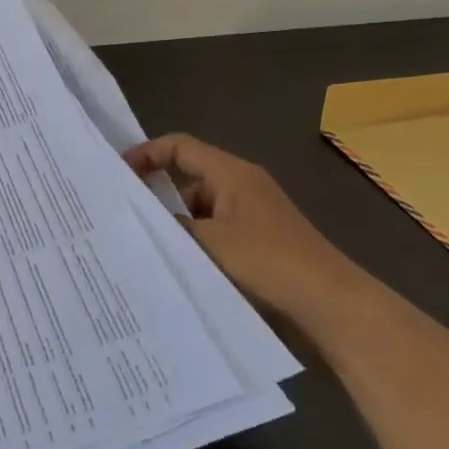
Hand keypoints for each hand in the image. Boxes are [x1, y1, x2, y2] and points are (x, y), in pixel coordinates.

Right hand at [123, 133, 359, 317]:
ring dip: (178, 221)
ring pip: (200, 205)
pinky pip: (215, 227)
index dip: (147, 154)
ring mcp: (252, 211)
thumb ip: (172, 225)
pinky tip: (181, 261)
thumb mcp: (209, 242)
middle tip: (126, 212)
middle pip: (188, 175)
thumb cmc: (268, 260)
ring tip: (149, 242)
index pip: (179, 147)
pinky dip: (197, 239)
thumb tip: (145, 218)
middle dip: (158, 192)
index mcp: (231, 173)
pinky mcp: (258, 236)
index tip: (119, 174)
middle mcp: (241, 184)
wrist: (329, 301)